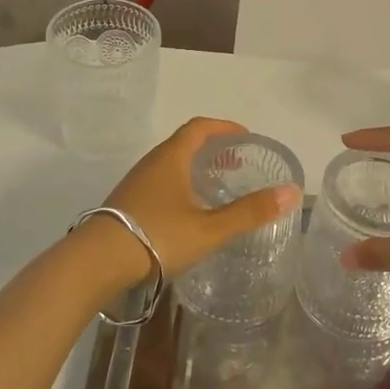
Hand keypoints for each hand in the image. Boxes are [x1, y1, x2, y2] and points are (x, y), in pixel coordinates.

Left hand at [95, 118, 301, 281]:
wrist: (97, 261)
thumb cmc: (157, 236)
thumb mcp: (210, 228)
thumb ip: (250, 212)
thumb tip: (292, 191)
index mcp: (171, 157)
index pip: (200, 127)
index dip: (224, 127)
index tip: (245, 136)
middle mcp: (152, 163)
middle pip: (184, 144)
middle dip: (212, 149)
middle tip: (236, 164)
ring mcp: (135, 183)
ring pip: (170, 165)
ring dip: (194, 168)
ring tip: (215, 188)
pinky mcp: (126, 203)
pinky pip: (159, 182)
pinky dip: (180, 185)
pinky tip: (187, 212)